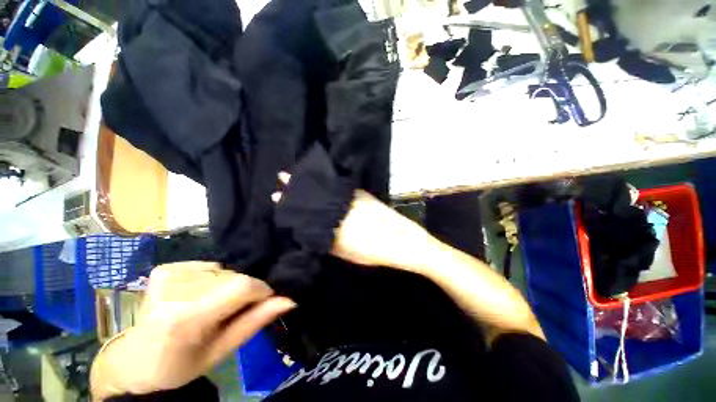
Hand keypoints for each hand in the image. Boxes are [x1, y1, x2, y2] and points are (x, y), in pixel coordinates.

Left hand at [90, 262, 294, 399]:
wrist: (136, 361)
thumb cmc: (181, 365)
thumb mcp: (222, 350)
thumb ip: (255, 321)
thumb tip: (290, 299)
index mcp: (185, 317)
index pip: (240, 286)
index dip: (260, 289)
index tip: (264, 300)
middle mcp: (175, 290)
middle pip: (233, 276)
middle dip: (243, 290)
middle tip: (234, 310)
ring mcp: (167, 274)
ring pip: (224, 270)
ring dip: (228, 285)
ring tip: (216, 305)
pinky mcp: (165, 268)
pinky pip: (208, 266)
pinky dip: (214, 278)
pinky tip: (201, 294)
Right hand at [273, 173, 432, 270]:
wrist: (404, 241)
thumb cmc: (374, 251)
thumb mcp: (345, 251)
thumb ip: (326, 239)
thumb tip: (309, 229)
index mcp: (335, 218)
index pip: (308, 207)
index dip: (292, 201)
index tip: (277, 194)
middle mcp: (342, 203)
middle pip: (316, 192)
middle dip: (299, 184)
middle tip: (284, 176)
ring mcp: (354, 196)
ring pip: (328, 187)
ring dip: (313, 182)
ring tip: (298, 175)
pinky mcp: (363, 194)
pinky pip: (341, 186)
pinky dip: (330, 183)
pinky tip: (324, 181)